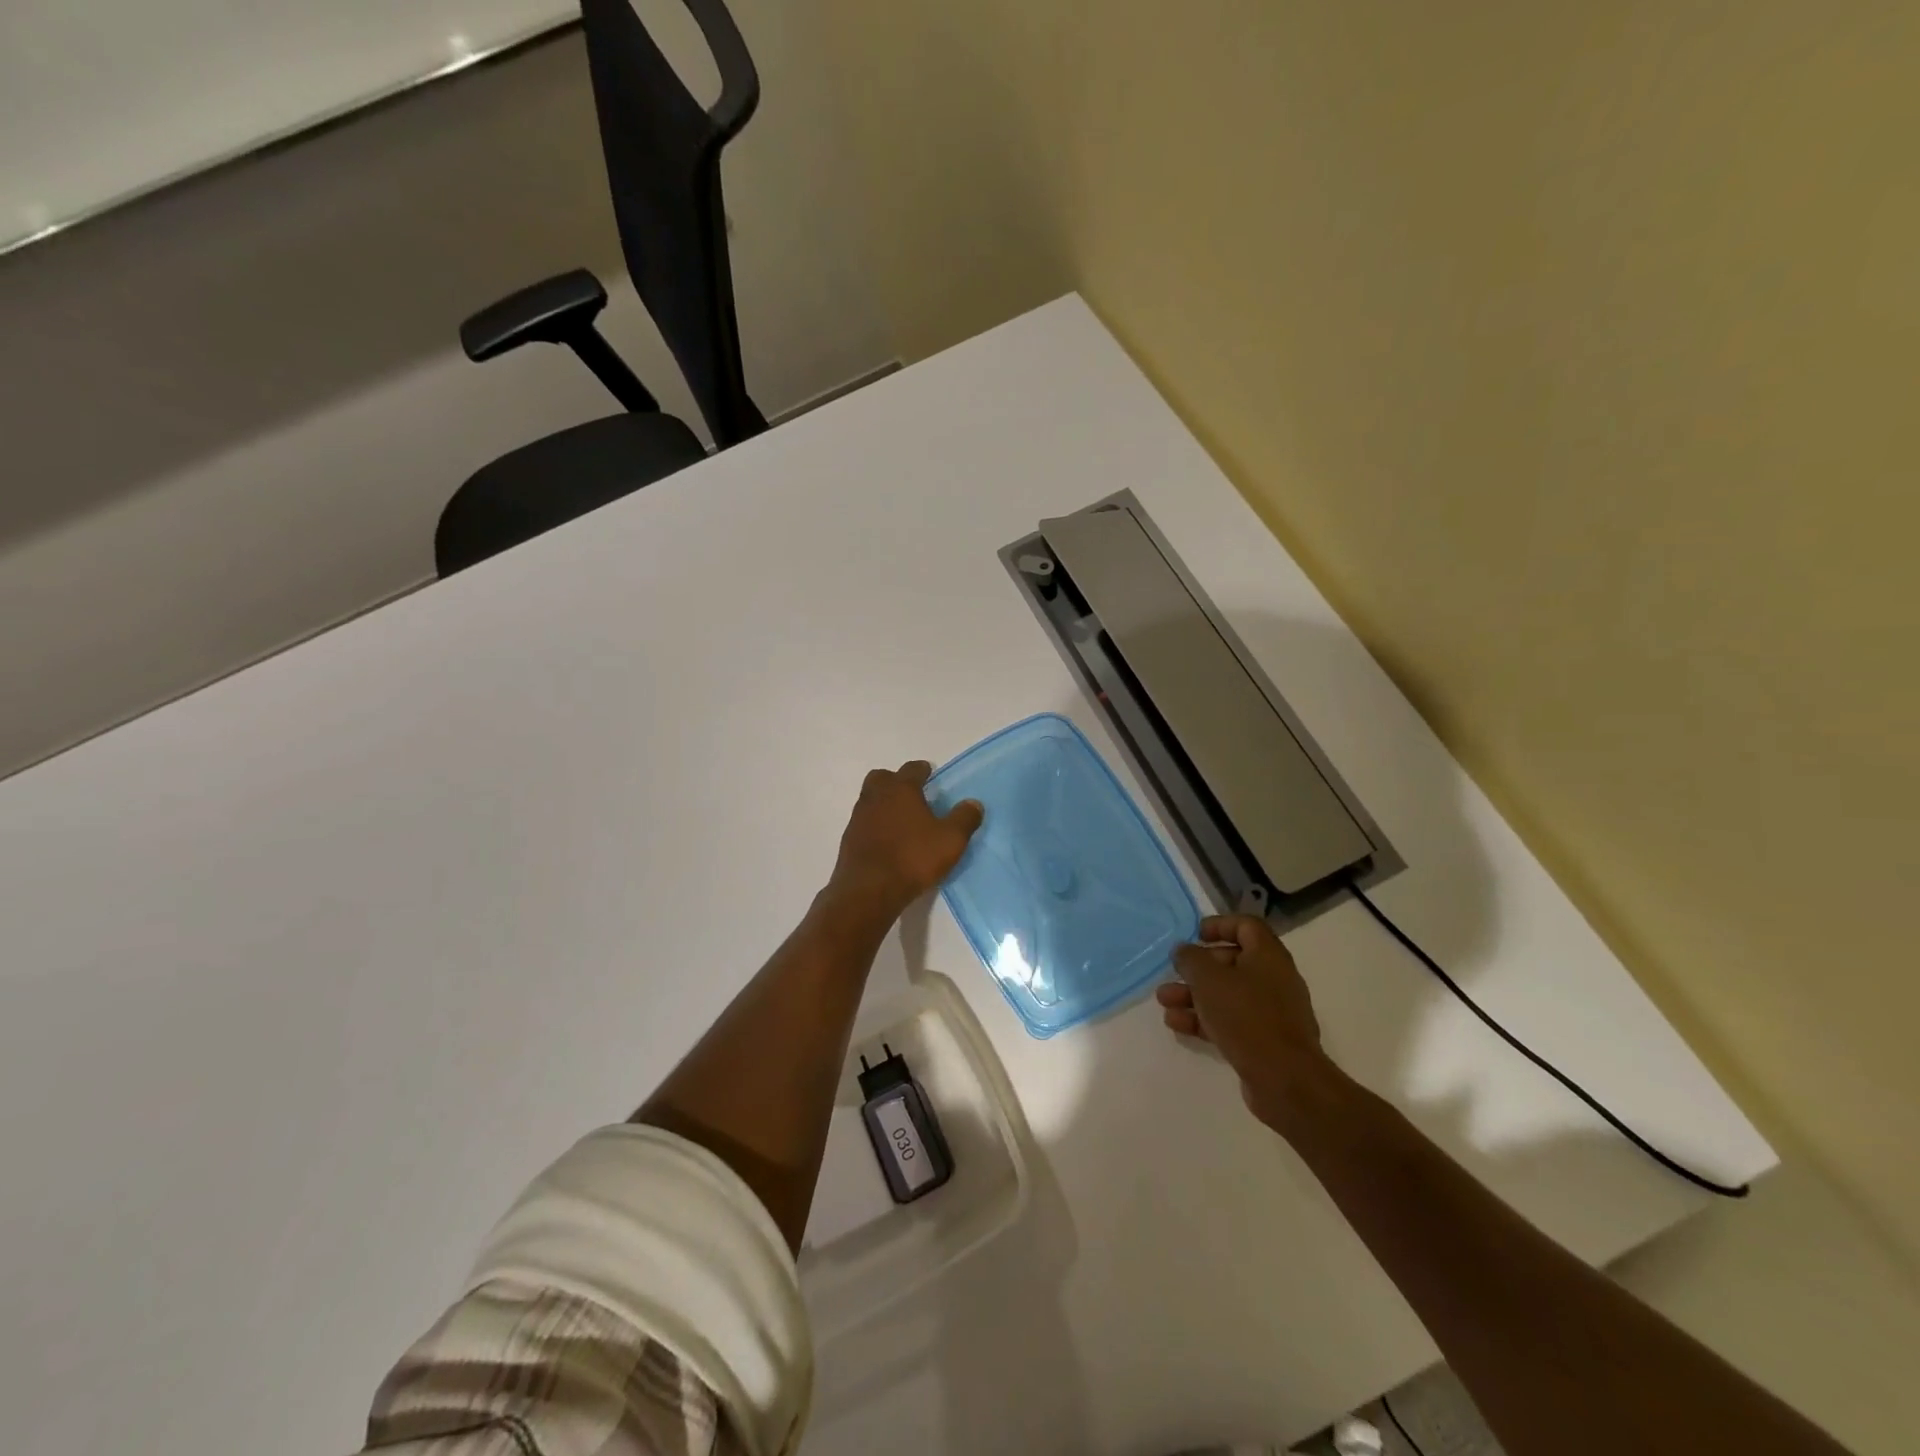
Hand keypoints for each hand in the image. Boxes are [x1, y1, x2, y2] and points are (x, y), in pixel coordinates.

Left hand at [827, 761, 982, 921]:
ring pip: (870, 798)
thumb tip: (974, 803)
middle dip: (896, 781)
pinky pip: (864, 822)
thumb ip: (964, 818)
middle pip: (883, 777)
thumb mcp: (951, 840)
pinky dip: (875, 824)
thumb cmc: (913, 858)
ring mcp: (858, 817)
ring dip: (884, 803)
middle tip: (912, 794)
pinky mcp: (849, 839)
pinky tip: (887, 840)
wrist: (869, 890)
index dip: (922, 770)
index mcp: (901, 789)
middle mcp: (876, 796)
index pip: (912, 768)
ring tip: (901, 819)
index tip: (930, 774)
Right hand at [1157, 914, 1339, 1129]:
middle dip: (1197, 968)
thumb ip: (1190, 959)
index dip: (1219, 925)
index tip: (1195, 935)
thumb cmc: (1246, 1016)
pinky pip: (1230, 1021)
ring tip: (1164, 1002)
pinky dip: (1204, 1019)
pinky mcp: (1264, 1040)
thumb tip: (1183, 950)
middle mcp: (1273, 979)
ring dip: (1193, 996)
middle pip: (1231, 962)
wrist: (1285, 1079)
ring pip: (1227, 994)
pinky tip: (1177, 1025)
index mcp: (1268, 956)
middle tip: (1172, 973)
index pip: (1246, 926)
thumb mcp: (1208, 980)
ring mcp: (1271, 1012)